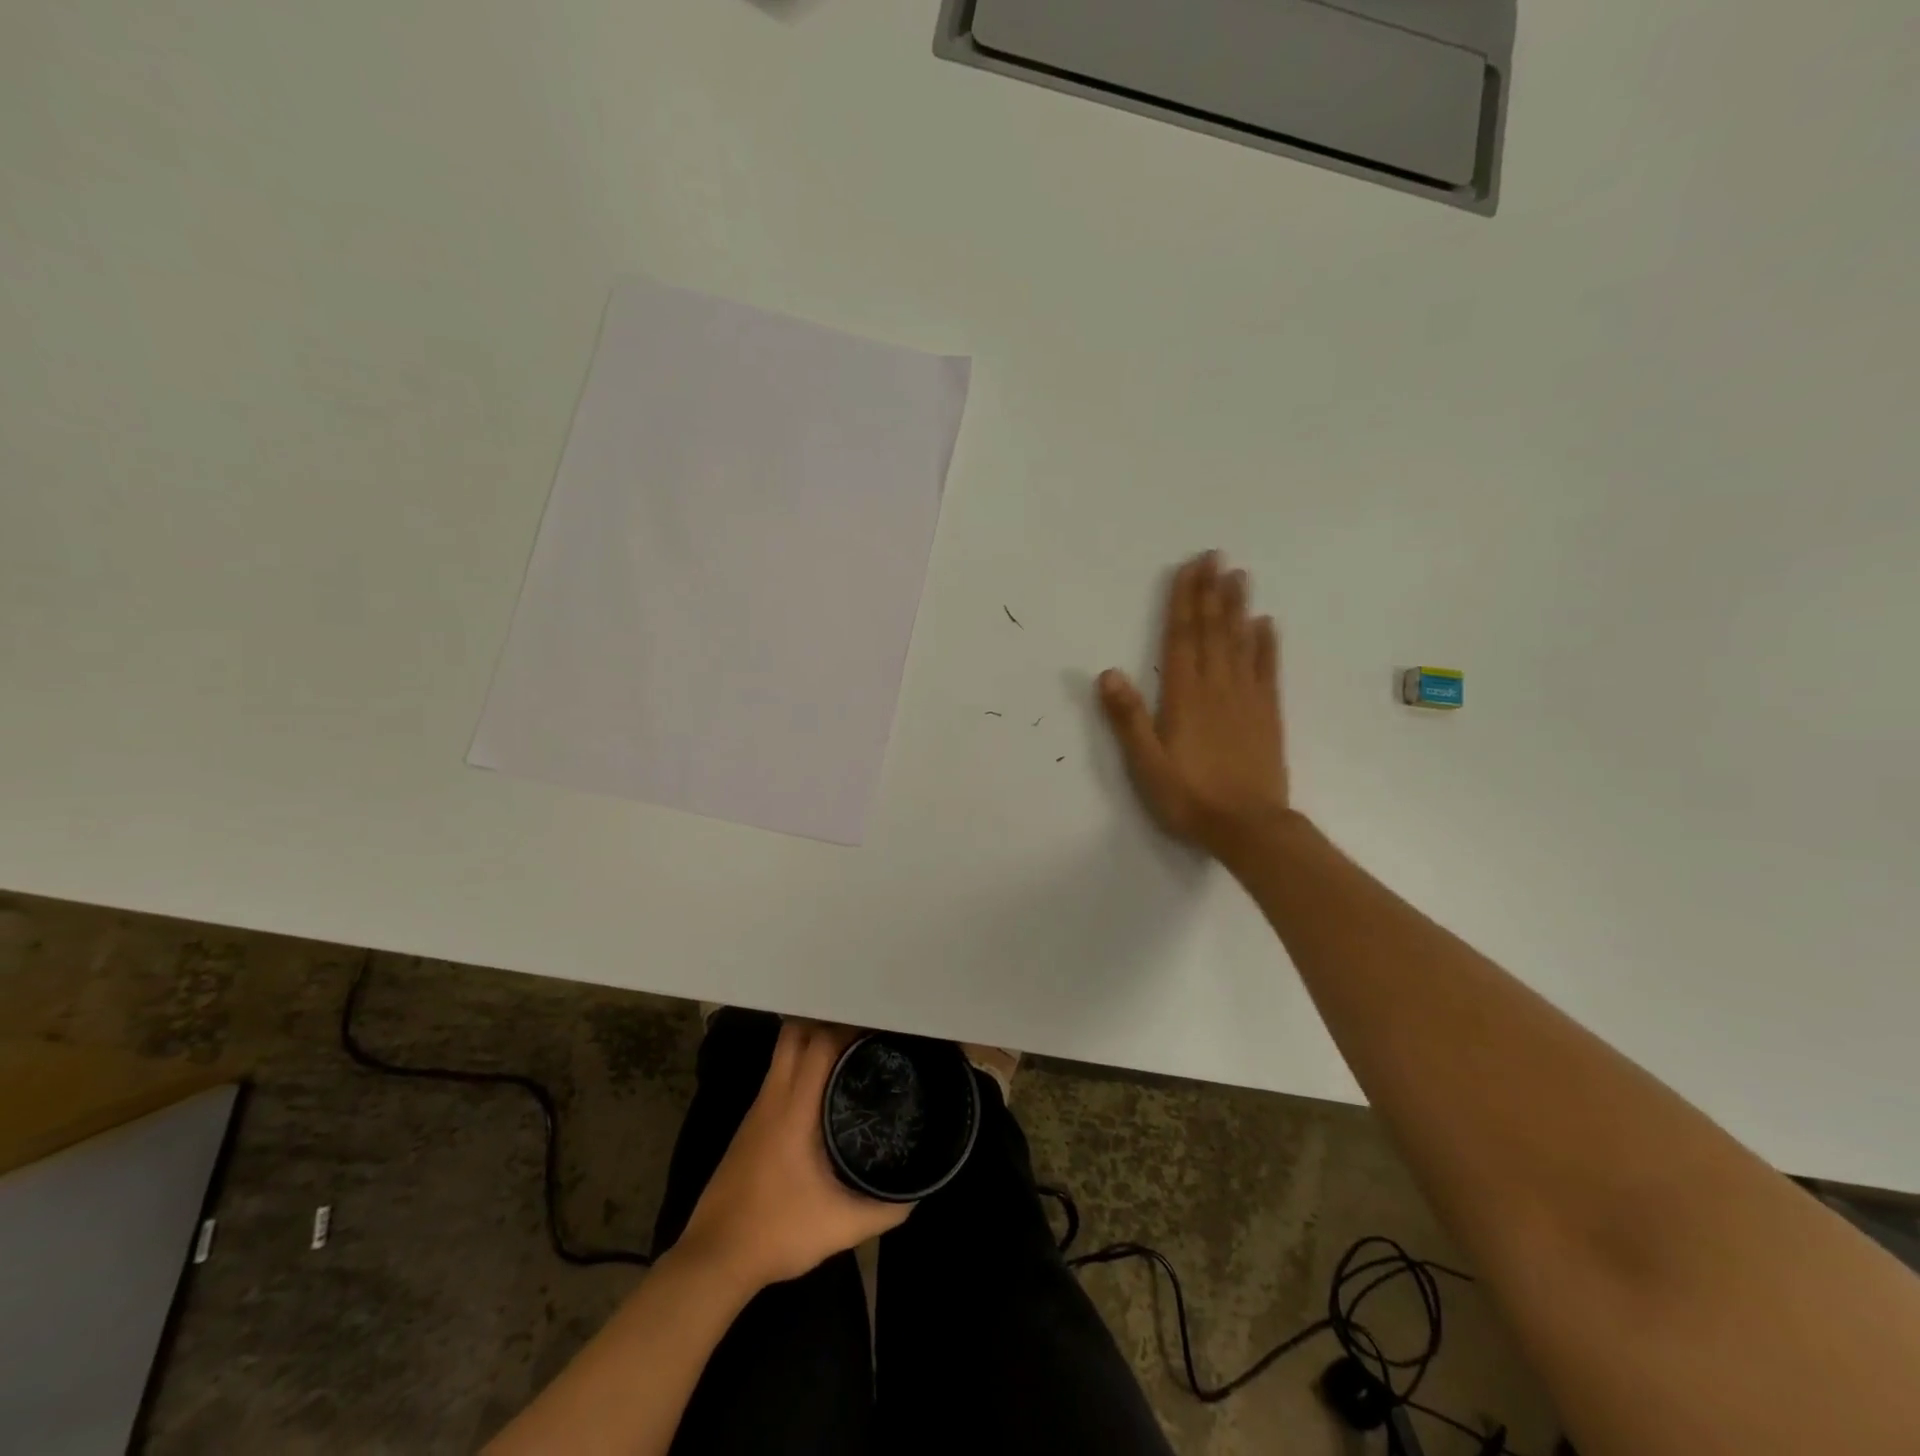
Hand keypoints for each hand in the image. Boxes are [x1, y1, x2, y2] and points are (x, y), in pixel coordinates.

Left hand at [677, 1021, 910, 1291]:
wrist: (714, 1259)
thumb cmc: (778, 1232)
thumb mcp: (841, 1226)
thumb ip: (884, 1208)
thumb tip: (916, 1192)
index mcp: (794, 1108)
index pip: (819, 1042)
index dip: (849, 1027)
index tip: (879, 1030)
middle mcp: (773, 1097)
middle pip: (796, 1033)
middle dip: (830, 1023)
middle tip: (864, 1036)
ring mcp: (758, 1108)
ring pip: (784, 1052)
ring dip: (813, 1043)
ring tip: (850, 1055)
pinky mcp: (750, 1124)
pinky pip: (778, 1074)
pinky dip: (800, 1066)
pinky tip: (822, 1089)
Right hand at [1098, 551, 1289, 861]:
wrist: (1248, 827)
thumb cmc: (1189, 797)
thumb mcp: (1146, 764)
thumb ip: (1128, 718)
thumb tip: (1108, 672)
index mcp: (1184, 697)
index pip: (1181, 638)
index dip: (1184, 601)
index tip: (1190, 568)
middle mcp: (1217, 688)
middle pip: (1212, 631)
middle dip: (1211, 592)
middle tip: (1216, 556)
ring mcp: (1246, 699)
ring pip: (1240, 643)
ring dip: (1238, 608)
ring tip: (1240, 576)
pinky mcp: (1267, 714)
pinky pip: (1266, 670)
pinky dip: (1266, 645)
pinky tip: (1266, 625)